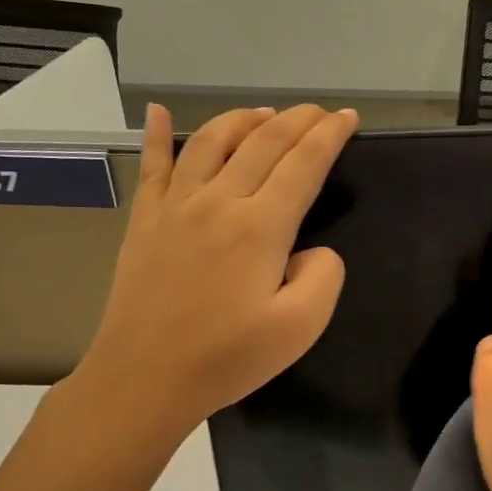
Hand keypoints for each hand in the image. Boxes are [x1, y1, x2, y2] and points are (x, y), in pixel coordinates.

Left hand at [71, 103, 357, 445]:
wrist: (143, 379)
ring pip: (211, 140)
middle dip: (298, 119)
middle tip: (319, 111)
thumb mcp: (300, 328)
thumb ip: (323, 276)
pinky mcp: (144, 220)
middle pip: (263, 141)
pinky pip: (151, 165)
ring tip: (265, 113)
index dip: (329, 135)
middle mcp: (218, 201)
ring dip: (243, 119)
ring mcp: (175, 206)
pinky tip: (155, 111)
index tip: (348, 117)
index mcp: (260, 227)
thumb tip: (312, 250)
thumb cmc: (227, 358)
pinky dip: (154, 133)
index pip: (303, 163)